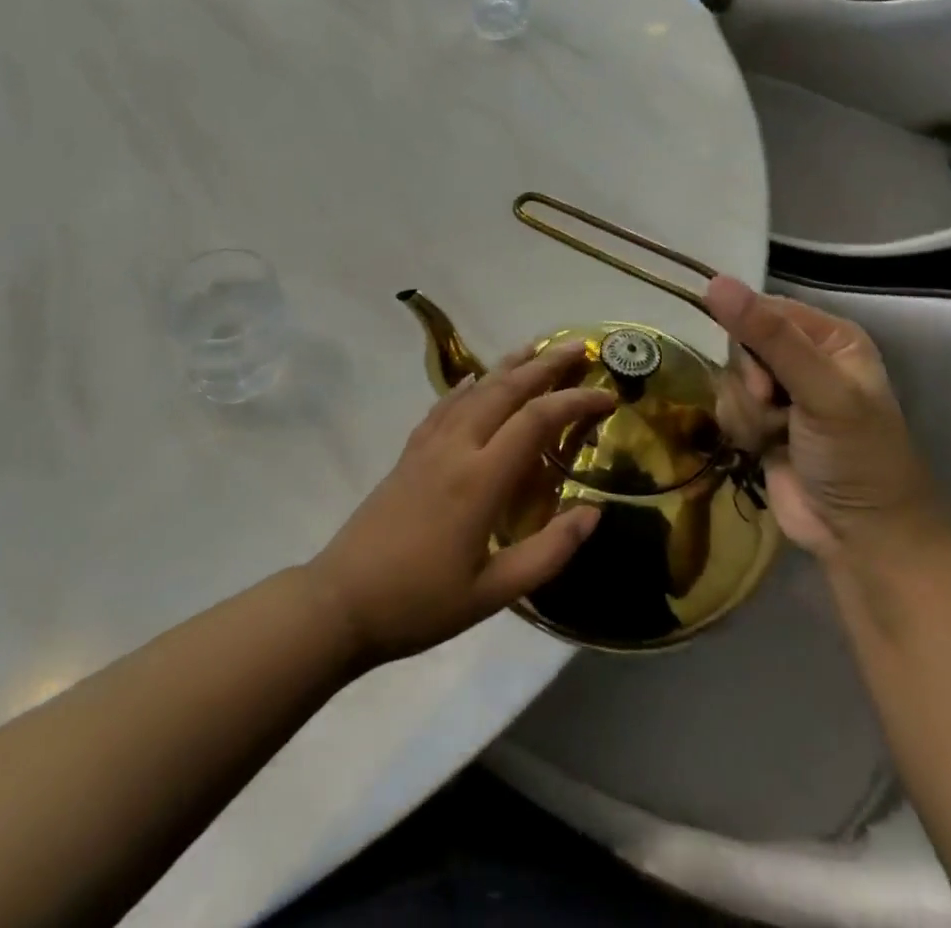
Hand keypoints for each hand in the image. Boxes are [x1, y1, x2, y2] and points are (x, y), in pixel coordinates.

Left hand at [308, 341, 615, 664]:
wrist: (341, 600)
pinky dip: (465, 386)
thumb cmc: (421, 602)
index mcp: (480, 479)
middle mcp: (455, 448)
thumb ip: (548, 552)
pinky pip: (443, 406)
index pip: (536, 421)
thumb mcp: (493, 593)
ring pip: (473, 390)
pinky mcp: (409, 453)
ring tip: (534, 347)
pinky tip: (473, 378)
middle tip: (576, 347)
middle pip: (504, 390)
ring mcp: (427, 445)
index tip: (608, 397)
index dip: (575, 402)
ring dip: (507, 365)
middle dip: (543, 365)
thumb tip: (592, 512)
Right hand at [705, 276, 945, 561]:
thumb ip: (768, 337)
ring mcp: (781, 392)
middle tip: (773, 407)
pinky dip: (740, 427)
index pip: (764, 309)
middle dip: (749, 380)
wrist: (861, 538)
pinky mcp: (760, 422)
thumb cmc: (856, 457)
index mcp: (830, 337)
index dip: (750, 338)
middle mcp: (805, 357)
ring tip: (776, 436)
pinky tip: (763, 448)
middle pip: (741, 343)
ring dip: (745, 410)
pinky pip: (726, 405)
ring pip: (729, 376)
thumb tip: (714, 282)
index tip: (762, 378)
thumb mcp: (820, 391)